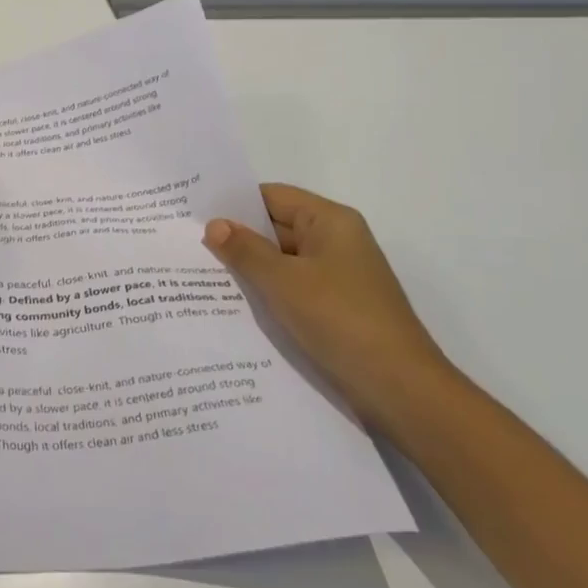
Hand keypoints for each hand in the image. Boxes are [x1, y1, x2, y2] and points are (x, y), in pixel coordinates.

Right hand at [203, 184, 449, 427]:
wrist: (402, 390)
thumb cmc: (341, 321)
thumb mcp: (283, 282)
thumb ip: (245, 250)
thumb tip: (214, 224)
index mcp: (330, 222)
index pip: (272, 196)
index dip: (234, 203)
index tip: (193, 213)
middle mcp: (336, 241)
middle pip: (276, 227)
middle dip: (236, 238)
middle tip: (186, 245)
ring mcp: (338, 277)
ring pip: (282, 261)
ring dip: (249, 269)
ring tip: (199, 275)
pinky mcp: (336, 308)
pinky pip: (292, 288)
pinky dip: (267, 292)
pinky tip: (233, 306)